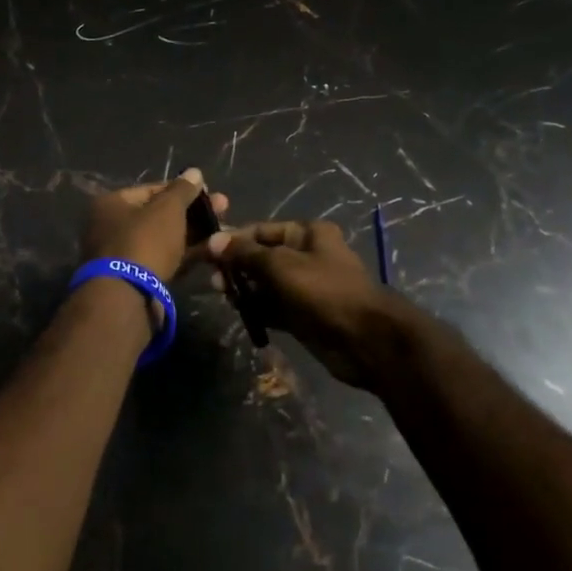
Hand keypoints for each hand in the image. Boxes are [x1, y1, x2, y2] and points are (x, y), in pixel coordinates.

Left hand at [81, 168, 228, 283]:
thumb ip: (183, 190)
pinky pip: (165, 259)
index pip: (152, 189)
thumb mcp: (167, 209)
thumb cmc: (144, 241)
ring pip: (165, 239)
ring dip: (194, 234)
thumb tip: (194, 172)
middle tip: (223, 209)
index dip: (182, 189)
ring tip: (225, 231)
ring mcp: (124, 256)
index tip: (209, 192)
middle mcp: (112, 227)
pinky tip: (213, 251)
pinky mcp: (137, 280)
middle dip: (193, 213)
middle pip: (159, 215)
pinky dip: (187, 254)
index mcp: (112, 204)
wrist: (127, 297)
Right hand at [207, 221, 412, 389]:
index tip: (206, 253)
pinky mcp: (304, 314)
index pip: (261, 231)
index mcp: (307, 233)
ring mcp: (306, 287)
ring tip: (223, 296)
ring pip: (266, 284)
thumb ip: (245, 254)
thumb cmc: (324, 291)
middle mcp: (306, 255)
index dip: (233, 240)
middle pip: (262, 257)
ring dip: (245, 289)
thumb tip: (212, 240)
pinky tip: (240, 313)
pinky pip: (274, 307)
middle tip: (213, 281)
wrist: (365, 340)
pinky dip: (258, 309)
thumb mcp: (280, 266)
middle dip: (237, 267)